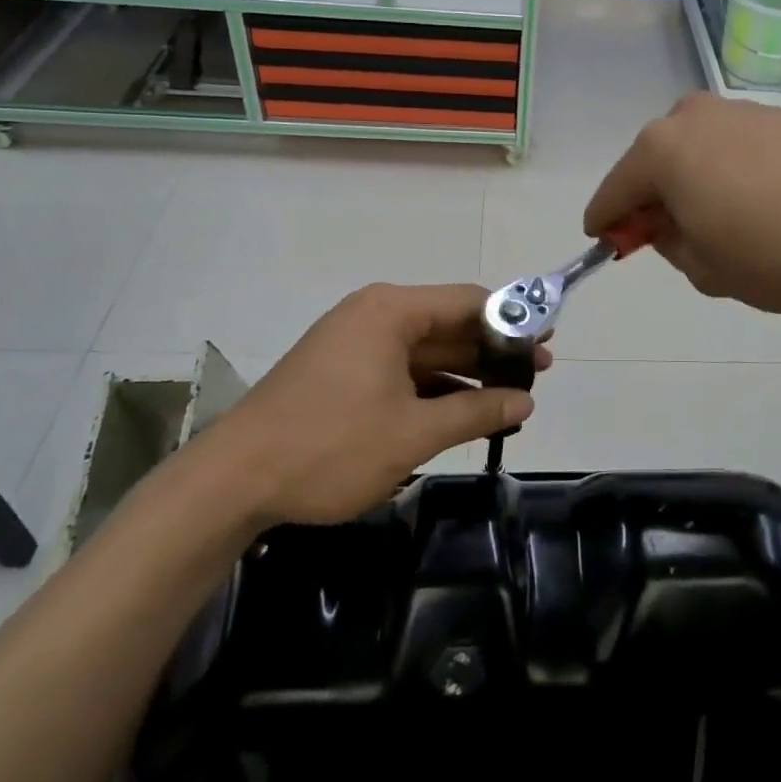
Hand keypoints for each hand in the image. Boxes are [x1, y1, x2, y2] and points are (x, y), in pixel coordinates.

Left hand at [190, 283, 550, 525]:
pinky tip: (462, 411)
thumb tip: (526, 402)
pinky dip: (432, 387)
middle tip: (538, 374)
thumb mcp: (413, 433)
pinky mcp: (341, 372)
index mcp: (391, 311)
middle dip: (492, 349)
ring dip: (465, 373)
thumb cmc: (330, 446)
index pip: (469, 300)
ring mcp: (354, 343)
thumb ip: (476, 413)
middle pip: (448, 322)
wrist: (233, 481)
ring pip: (425, 350)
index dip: (513, 320)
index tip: (547, 342)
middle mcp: (373, 315)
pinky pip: (400, 369)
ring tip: (510, 397)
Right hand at [584, 93, 780, 312]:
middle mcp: (690, 117)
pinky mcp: (776, 116)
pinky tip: (751, 201)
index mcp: (660, 151)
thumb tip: (670, 227)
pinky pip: (731, 147)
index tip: (604, 241)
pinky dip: (725, 172)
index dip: (606, 222)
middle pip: (652, 163)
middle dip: (650, 200)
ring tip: (713, 220)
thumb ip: (672, 247)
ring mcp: (737, 110)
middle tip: (661, 236)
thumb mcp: (707, 271)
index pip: (614, 192)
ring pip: (693, 151)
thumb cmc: (775, 250)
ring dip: (690, 183)